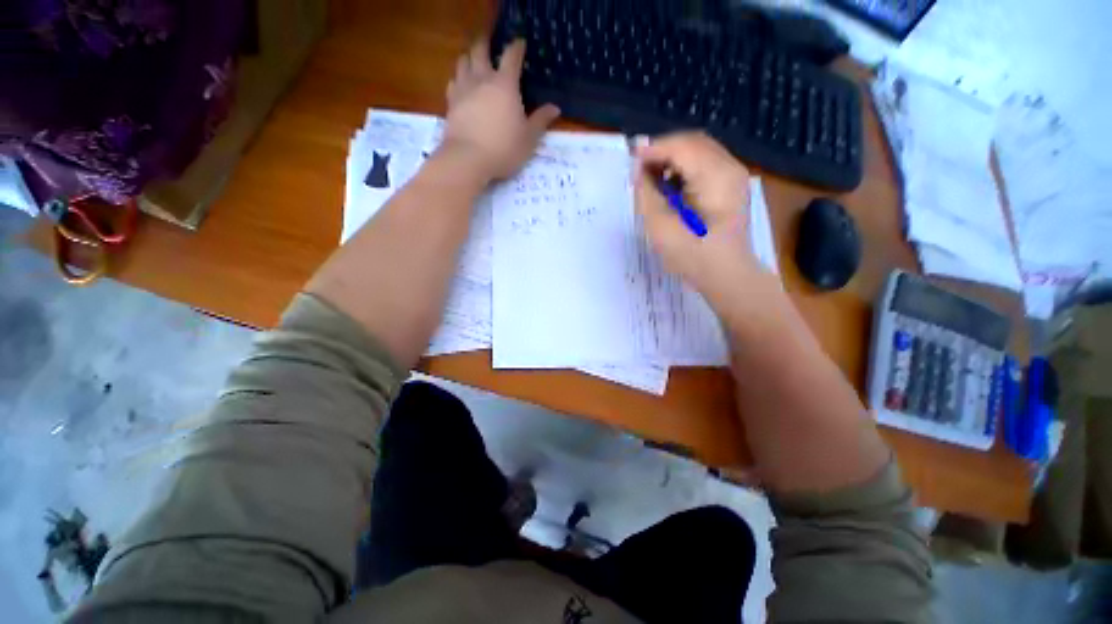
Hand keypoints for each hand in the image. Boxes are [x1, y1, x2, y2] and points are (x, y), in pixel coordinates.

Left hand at [443, 38, 560, 180]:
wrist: (468, 159)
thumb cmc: (504, 148)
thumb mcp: (529, 138)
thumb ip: (541, 121)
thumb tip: (555, 108)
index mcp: (505, 85)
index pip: (511, 56)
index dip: (517, 47)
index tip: (520, 42)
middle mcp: (482, 79)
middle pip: (481, 50)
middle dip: (486, 43)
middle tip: (491, 44)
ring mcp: (463, 89)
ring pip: (463, 61)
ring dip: (470, 57)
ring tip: (474, 61)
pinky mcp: (450, 102)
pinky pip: (453, 81)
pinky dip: (458, 78)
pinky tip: (462, 85)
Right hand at [634, 132, 762, 299]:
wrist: (726, 276)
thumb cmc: (692, 256)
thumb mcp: (660, 227)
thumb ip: (646, 194)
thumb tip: (639, 171)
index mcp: (714, 176)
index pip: (680, 147)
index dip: (652, 150)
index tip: (630, 159)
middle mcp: (729, 167)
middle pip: (692, 142)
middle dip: (662, 151)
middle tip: (639, 169)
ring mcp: (734, 176)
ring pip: (699, 152)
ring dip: (673, 159)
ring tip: (652, 178)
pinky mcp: (731, 187)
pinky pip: (705, 165)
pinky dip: (685, 169)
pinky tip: (671, 186)